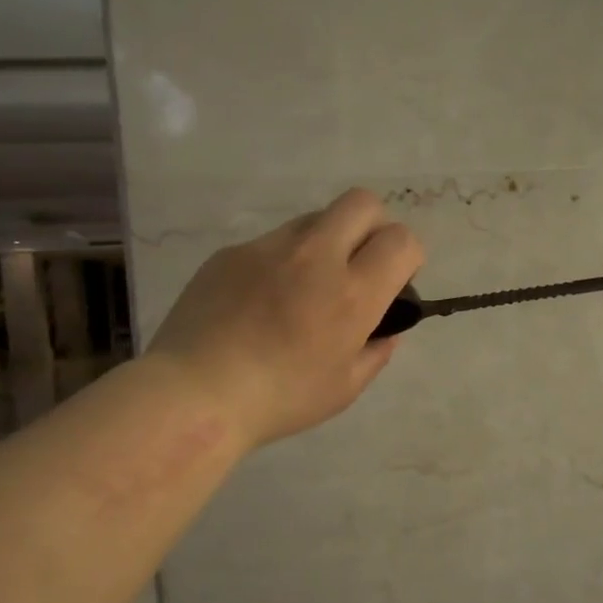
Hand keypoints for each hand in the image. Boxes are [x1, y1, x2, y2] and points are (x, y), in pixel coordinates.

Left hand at [147, 188, 423, 447]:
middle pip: (362, 203)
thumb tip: (386, 332)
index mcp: (352, 293)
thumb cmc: (280, 399)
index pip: (401, 240)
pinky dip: (281, 262)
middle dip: (373, 227)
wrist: (196, 392)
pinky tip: (259, 302)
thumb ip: (375, 353)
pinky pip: (271, 243)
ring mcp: (268, 248)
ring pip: (315, 219)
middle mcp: (315, 256)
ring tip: (304, 288)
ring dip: (326, 242)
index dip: (407, 256)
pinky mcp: (232, 252)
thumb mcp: (344, 389)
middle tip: (358, 267)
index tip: (393, 282)